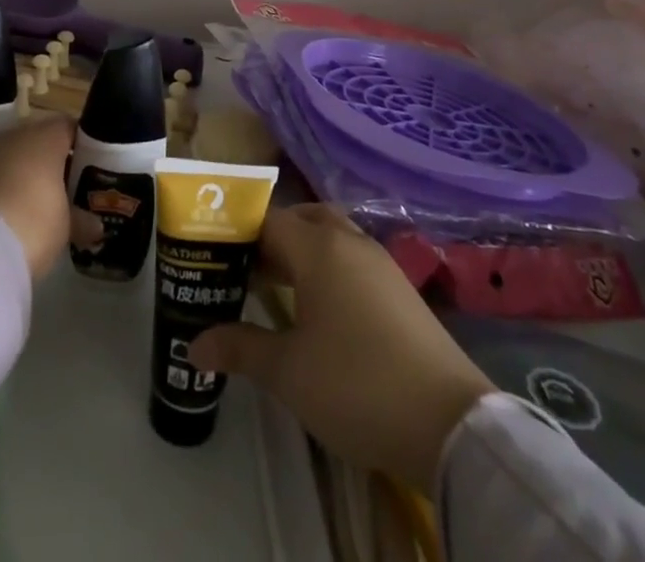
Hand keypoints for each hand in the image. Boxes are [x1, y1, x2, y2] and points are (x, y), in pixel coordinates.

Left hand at [0, 115, 77, 279]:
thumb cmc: (32, 223)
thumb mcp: (65, 227)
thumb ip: (81, 220)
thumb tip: (95, 225)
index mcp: (46, 138)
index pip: (69, 127)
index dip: (79, 144)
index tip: (87, 167)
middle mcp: (16, 135)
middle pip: (39, 140)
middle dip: (49, 162)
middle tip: (62, 191)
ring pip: (11, 157)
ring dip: (21, 175)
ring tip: (32, 206)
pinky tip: (4, 214)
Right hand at [187, 205, 494, 491]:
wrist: (450, 425)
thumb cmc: (356, 385)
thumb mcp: (288, 371)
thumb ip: (240, 348)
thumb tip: (194, 345)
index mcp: (318, 247)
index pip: (267, 219)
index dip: (238, 233)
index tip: (215, 258)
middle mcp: (349, 241)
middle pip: (303, 219)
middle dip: (273, 238)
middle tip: (248, 271)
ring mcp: (380, 264)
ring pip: (332, 238)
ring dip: (304, 253)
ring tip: (279, 290)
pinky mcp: (401, 290)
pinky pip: (353, 260)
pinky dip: (331, 270)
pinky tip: (322, 310)